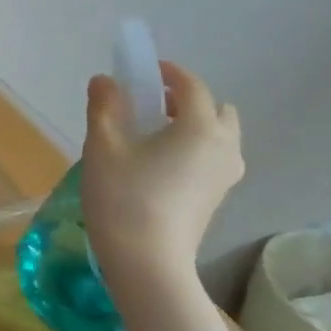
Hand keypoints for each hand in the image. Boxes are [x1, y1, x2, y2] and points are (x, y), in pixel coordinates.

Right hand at [81, 62, 242, 277]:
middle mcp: (224, 147)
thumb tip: (105, 81)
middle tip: (150, 106)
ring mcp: (226, 175)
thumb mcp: (103, 146)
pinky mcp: (218, 197)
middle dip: (187, 100)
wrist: (147, 260)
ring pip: (218, 136)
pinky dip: (192, 149)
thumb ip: (105, 107)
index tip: (144, 70)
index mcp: (200, 128)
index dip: (169, 73)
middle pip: (217, 110)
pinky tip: (157, 163)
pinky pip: (212, 158)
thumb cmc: (124, 196)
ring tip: (151, 136)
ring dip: (191, 126)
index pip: (192, 86)